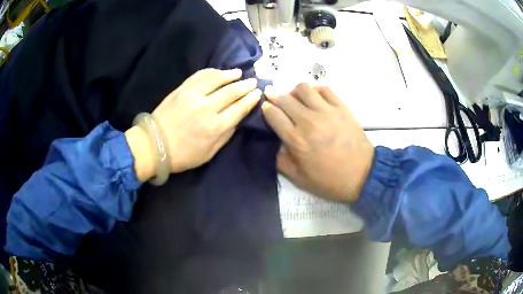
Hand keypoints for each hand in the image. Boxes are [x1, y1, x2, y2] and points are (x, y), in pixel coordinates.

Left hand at [126, 68, 260, 180]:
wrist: (154, 145)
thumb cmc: (183, 155)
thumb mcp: (209, 154)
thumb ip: (226, 136)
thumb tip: (237, 119)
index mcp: (215, 127)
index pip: (239, 108)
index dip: (250, 99)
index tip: (257, 93)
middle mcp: (207, 107)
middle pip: (231, 91)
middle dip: (245, 85)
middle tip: (253, 81)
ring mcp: (193, 95)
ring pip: (217, 79)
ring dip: (230, 74)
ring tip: (239, 73)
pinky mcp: (182, 89)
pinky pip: (200, 75)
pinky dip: (212, 71)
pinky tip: (219, 71)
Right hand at [262, 83, 373, 202]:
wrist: (362, 175)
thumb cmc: (330, 180)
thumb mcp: (299, 179)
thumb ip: (281, 160)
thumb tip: (276, 144)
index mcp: (297, 140)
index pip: (274, 114)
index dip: (266, 109)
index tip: (265, 108)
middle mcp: (309, 121)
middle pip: (285, 98)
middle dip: (275, 96)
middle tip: (274, 99)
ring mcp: (327, 111)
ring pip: (303, 88)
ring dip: (295, 91)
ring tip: (296, 100)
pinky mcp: (342, 108)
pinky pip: (325, 89)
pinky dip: (316, 90)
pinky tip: (315, 99)